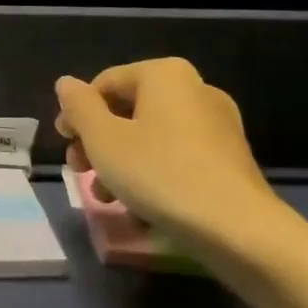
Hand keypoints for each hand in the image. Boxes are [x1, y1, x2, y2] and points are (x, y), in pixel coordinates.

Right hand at [54, 58, 282, 249]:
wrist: (242, 233)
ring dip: (121, 161)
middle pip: (128, 110)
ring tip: (106, 196)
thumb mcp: (103, 139)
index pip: (104, 84)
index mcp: (164, 74)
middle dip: (98, 141)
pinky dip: (153, 173)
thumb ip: (79, 106)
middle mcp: (194, 89)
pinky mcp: (230, 159)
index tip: (65, 146)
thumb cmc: (161, 174)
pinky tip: (139, 206)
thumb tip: (66, 84)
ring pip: (151, 136)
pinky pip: (177, 156)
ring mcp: (218, 125)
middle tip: (81, 171)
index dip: (77, 114)